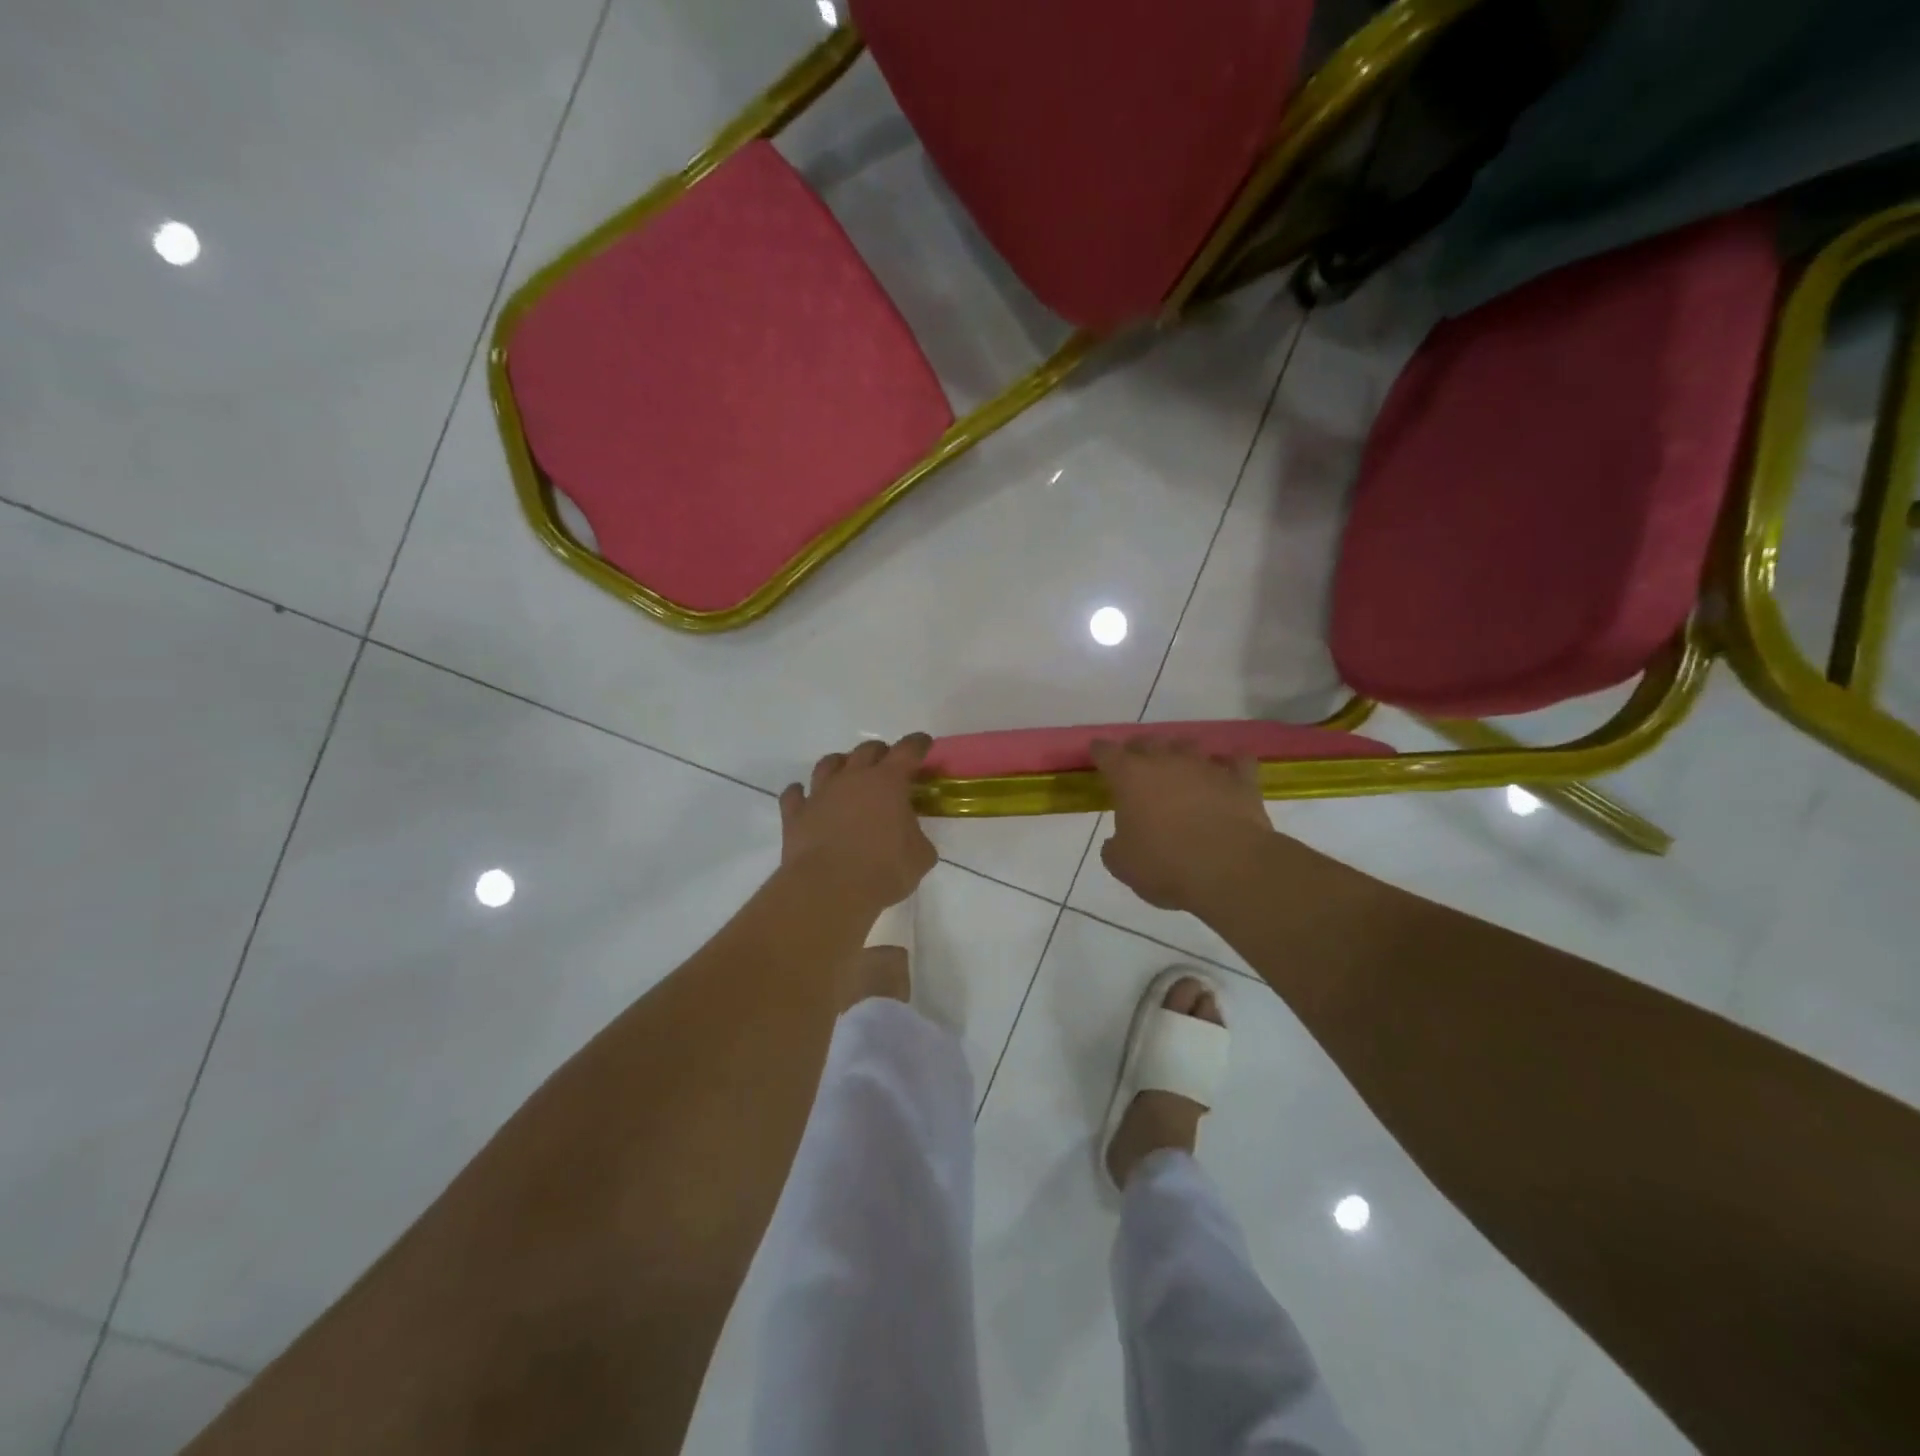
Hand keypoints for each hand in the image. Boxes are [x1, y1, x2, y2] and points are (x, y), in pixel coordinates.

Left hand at [780, 735, 937, 914]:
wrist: (830, 889)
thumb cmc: (884, 870)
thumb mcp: (920, 857)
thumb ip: (918, 839)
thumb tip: (911, 838)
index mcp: (888, 782)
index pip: (907, 751)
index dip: (917, 744)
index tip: (923, 743)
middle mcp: (853, 778)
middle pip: (867, 750)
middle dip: (880, 752)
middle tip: (887, 764)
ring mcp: (820, 793)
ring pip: (828, 764)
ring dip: (840, 764)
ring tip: (846, 773)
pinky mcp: (795, 814)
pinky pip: (794, 794)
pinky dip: (800, 793)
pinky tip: (803, 797)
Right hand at [1092, 738, 1275, 912]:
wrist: (1229, 868)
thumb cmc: (1164, 864)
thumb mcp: (1123, 864)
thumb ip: (1115, 847)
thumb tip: (1117, 842)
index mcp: (1130, 776)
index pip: (1106, 752)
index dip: (1100, 752)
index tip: (1098, 754)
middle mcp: (1166, 761)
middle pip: (1147, 741)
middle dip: (1139, 749)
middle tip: (1137, 763)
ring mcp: (1205, 766)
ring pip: (1189, 745)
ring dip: (1181, 753)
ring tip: (1180, 766)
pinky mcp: (1240, 780)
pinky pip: (1237, 761)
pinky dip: (1231, 764)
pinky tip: (1228, 772)